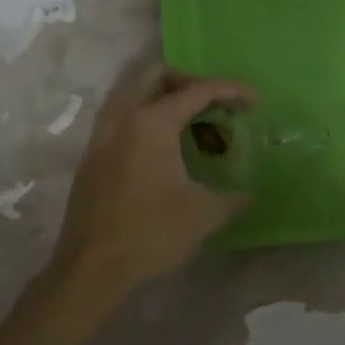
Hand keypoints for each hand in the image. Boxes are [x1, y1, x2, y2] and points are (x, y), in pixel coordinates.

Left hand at [50, 64, 256, 303]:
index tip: (254, 100)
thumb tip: (246, 195)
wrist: (90, 269)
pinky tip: (161, 145)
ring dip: (162, 94)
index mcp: (152, 123)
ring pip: (131, 91)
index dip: (230, 90)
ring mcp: (101, 134)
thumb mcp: (202, 216)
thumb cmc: (150, 235)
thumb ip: (230, 199)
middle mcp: (123, 118)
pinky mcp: (91, 154)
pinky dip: (143, 114)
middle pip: (156, 75)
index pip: (197, 90)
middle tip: (213, 102)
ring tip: (188, 119)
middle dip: (189, 80)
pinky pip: (120, 115)